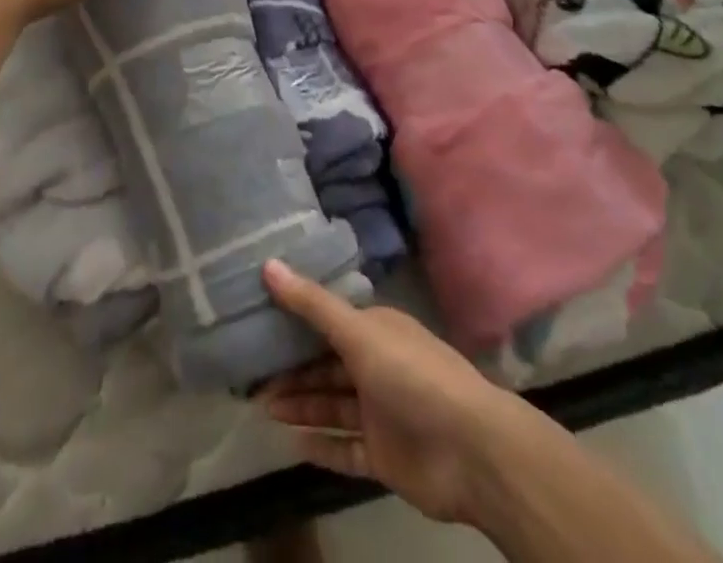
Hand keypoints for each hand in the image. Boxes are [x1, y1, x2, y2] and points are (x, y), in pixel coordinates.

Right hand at [259, 260, 549, 525]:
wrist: (471, 451)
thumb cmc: (412, 375)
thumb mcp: (358, 331)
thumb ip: (312, 304)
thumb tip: (268, 264)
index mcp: (377, 330)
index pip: (330, 322)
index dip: (296, 322)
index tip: (259, 323)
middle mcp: (378, 367)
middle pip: (327, 366)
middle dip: (293, 370)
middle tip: (251, 375)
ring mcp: (382, 413)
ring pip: (333, 406)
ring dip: (301, 405)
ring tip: (263, 406)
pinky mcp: (385, 457)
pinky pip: (346, 450)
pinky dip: (322, 447)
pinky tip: (292, 446)